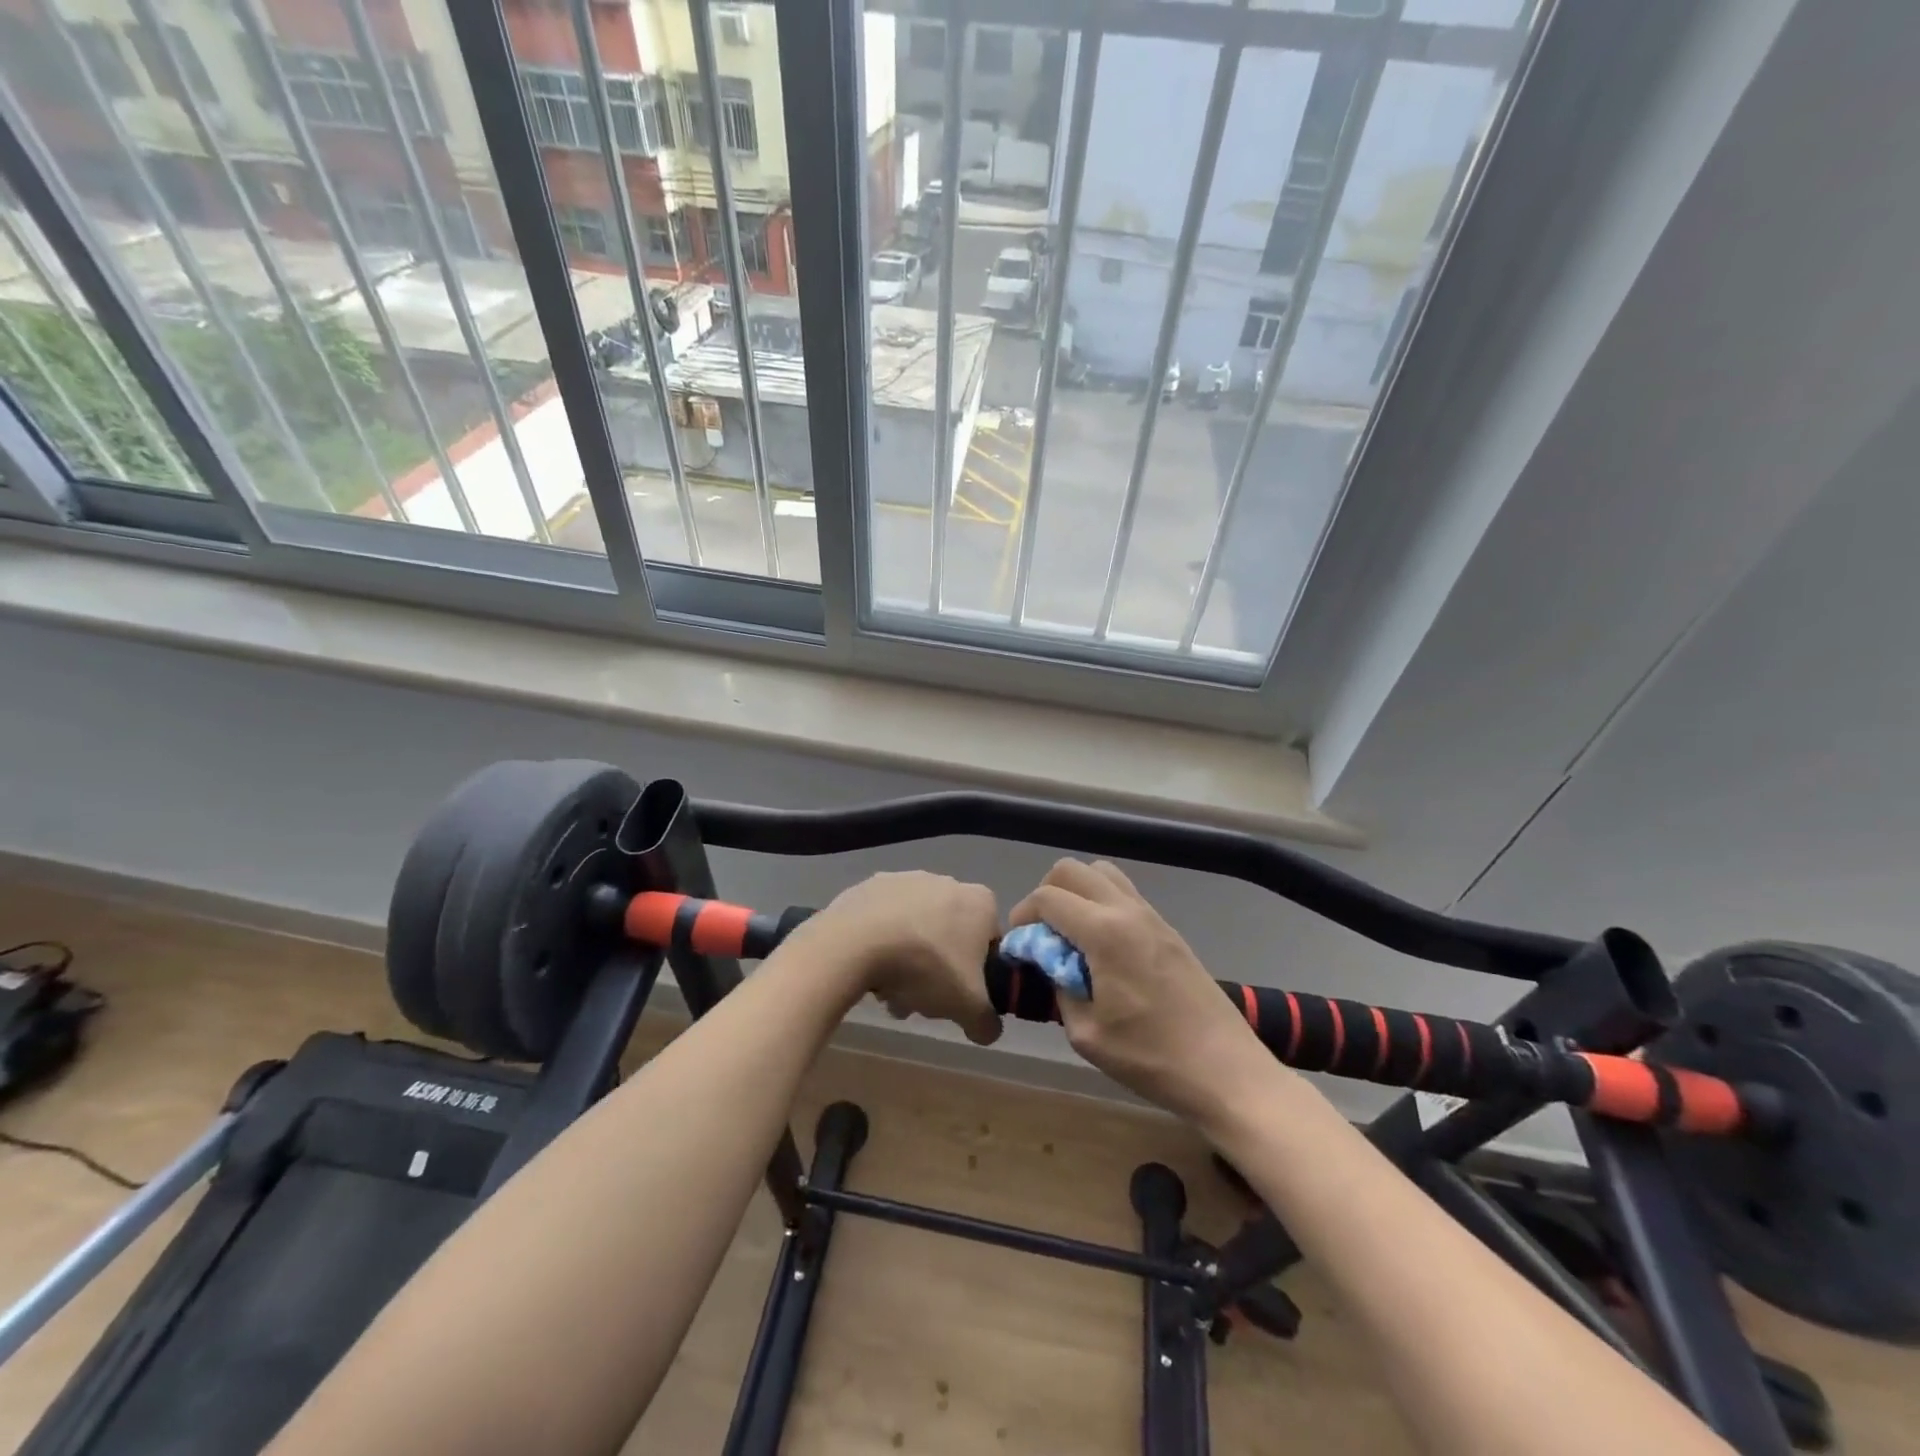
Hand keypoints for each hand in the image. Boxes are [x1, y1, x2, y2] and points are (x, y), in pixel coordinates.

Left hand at [800, 871, 1002, 1045]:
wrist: (856, 942)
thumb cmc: (926, 967)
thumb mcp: (967, 1007)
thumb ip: (987, 1022)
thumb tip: (988, 1030)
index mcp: (980, 902)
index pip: (989, 943)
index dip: (977, 975)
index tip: (957, 995)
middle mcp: (947, 881)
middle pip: (949, 937)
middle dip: (937, 970)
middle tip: (919, 999)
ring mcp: (906, 879)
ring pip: (916, 929)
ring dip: (907, 960)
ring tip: (888, 992)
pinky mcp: (871, 885)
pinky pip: (884, 920)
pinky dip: (881, 941)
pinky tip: (868, 967)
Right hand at [1009, 859, 1273, 1124]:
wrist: (1225, 1069)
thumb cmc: (1151, 1058)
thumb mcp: (1087, 1034)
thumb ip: (1060, 987)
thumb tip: (1051, 964)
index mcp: (1104, 932)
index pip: (1047, 897)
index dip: (1022, 916)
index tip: (1019, 946)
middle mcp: (1127, 911)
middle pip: (1072, 870)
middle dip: (1046, 894)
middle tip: (1043, 935)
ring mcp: (1152, 916)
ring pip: (1102, 873)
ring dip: (1077, 893)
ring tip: (1073, 936)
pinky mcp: (1168, 929)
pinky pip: (1125, 894)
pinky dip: (1102, 904)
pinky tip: (1103, 948)